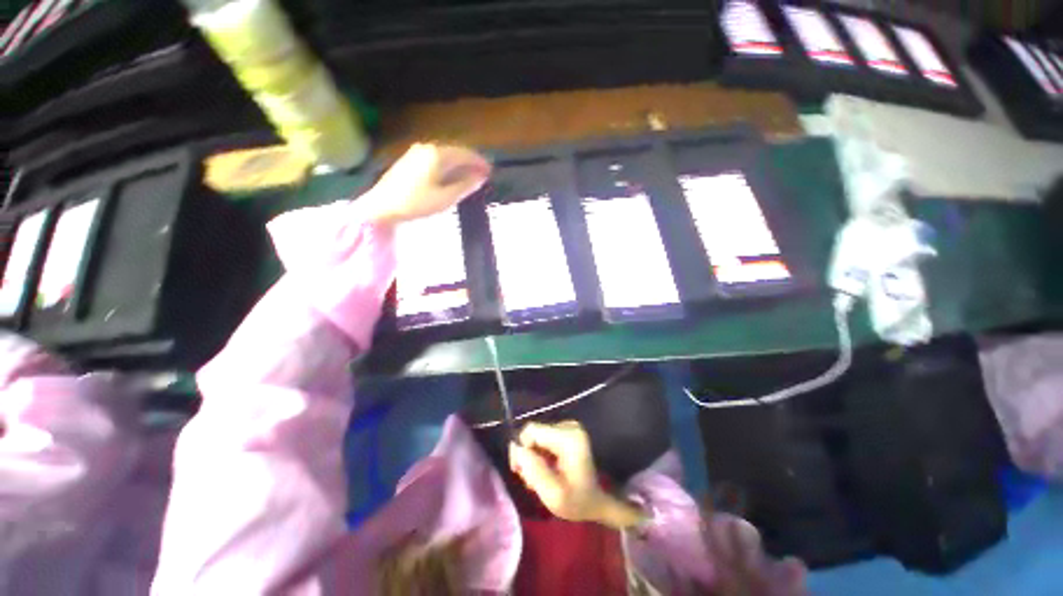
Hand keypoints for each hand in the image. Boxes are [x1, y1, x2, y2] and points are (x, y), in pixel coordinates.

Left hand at [360, 143, 490, 226]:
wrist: (382, 206)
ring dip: (459, 165)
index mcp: (437, 154)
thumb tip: (480, 178)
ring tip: (470, 177)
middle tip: (483, 175)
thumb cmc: (416, 203)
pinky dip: (448, 166)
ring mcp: (416, 153)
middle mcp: (428, 148)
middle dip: (470, 163)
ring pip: (445, 156)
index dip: (479, 162)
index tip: (490, 171)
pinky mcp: (410, 161)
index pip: (465, 154)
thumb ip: (465, 186)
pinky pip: (435, 159)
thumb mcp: (445, 198)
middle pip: (455, 152)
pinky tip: (452, 176)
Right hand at [509, 421, 645, 528]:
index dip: (521, 448)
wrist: (597, 501)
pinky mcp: (567, 431)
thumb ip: (534, 471)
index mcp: (569, 438)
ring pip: (537, 436)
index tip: (519, 471)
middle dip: (527, 455)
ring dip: (533, 456)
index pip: (532, 431)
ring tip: (537, 479)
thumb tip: (517, 448)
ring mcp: (569, 427)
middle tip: (529, 480)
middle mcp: (569, 426)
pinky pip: (544, 437)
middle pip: (534, 432)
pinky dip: (540, 453)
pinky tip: (544, 470)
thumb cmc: (578, 502)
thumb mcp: (553, 495)